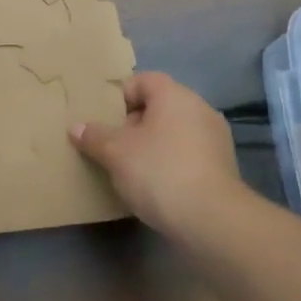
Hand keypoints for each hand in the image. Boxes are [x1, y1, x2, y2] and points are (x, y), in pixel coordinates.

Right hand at [71, 71, 252, 239]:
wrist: (212, 220)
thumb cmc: (159, 171)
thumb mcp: (116, 153)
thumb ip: (95, 136)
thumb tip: (77, 127)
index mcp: (175, 96)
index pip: (143, 80)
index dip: (120, 96)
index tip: (104, 119)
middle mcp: (199, 109)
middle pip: (159, 106)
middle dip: (133, 124)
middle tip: (112, 146)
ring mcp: (215, 139)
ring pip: (174, 132)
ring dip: (152, 145)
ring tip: (130, 169)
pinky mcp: (223, 168)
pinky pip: (187, 155)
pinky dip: (170, 163)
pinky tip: (155, 187)